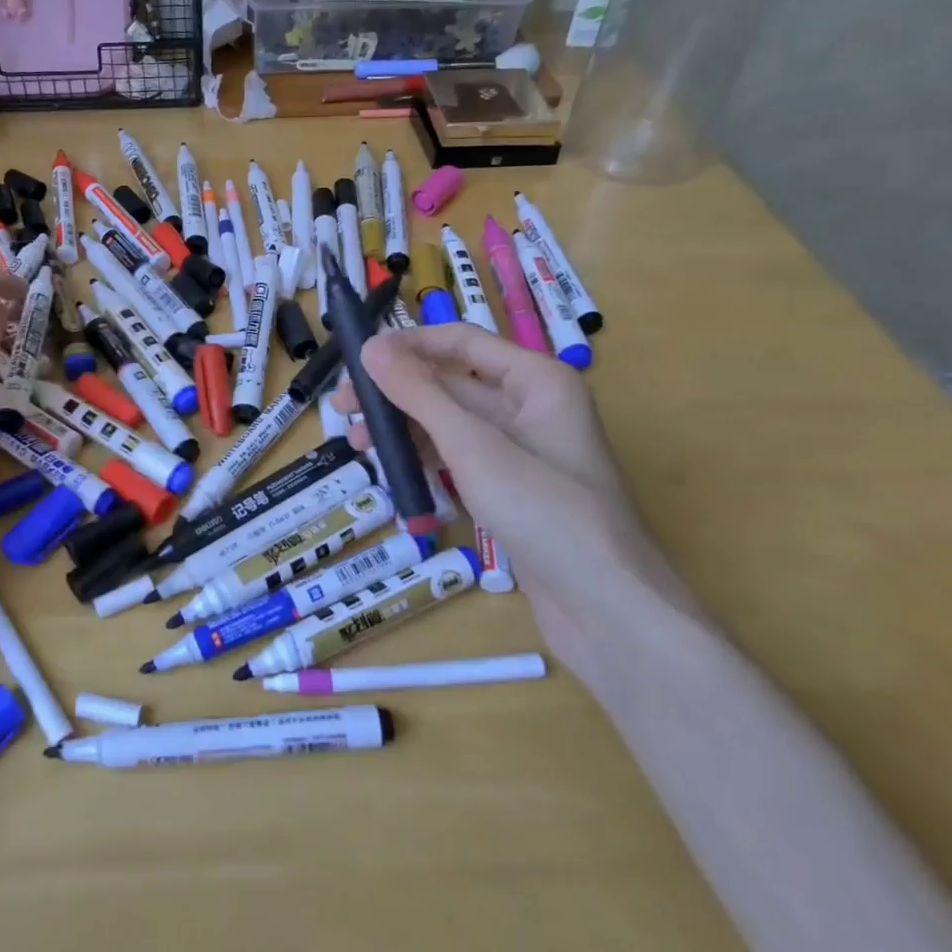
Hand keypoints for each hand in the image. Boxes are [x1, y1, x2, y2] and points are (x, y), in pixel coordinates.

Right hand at [337, 324, 701, 683]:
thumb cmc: (544, 511)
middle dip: (398, 393)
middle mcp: (531, 406)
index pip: (460, 342)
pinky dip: (427, 459)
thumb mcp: (473, 446)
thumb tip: (370, 347)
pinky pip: (461, 458)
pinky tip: (396, 472)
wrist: (607, 608)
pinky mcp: (514, 490)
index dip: (407, 345)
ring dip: (406, 428)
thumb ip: (420, 394)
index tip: (354, 360)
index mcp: (536, 380)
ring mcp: (523, 451)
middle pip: (452, 383)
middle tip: (345, 410)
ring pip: (452, 424)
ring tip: (360, 446)